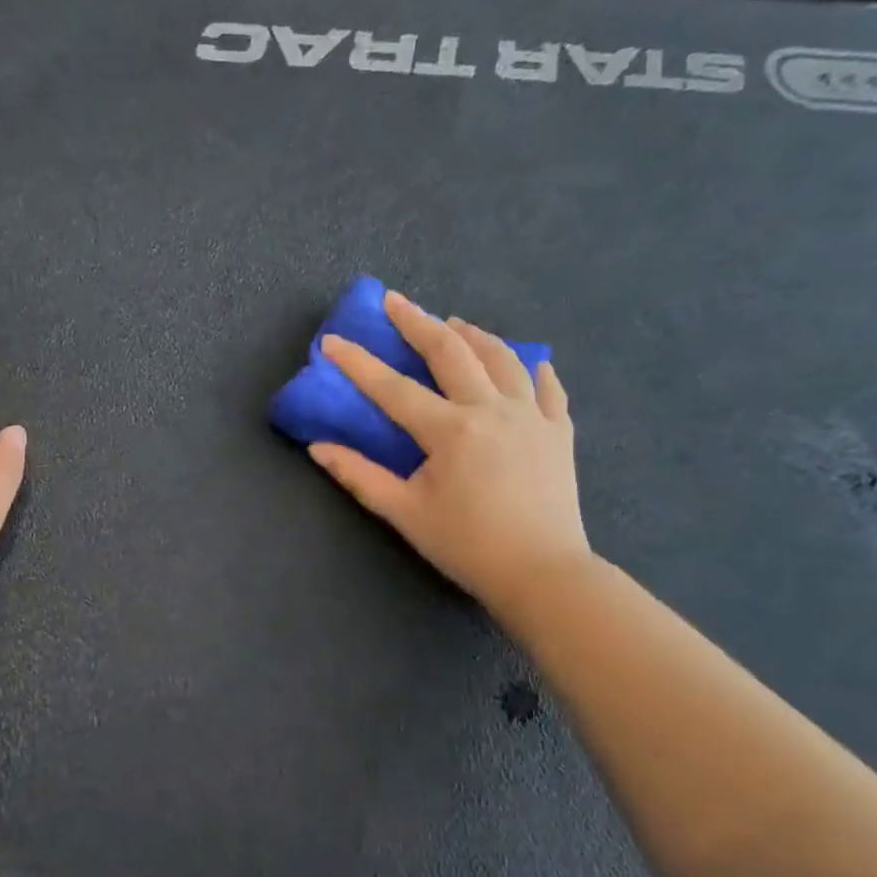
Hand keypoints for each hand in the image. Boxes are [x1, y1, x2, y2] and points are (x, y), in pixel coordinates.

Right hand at [308, 290, 590, 622]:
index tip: (332, 341)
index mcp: (451, 431)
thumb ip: (359, 476)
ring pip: (502, 358)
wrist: (543, 574)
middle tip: (396, 301)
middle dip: (418, 322)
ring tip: (454, 324)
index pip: (393, 388)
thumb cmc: (467, 545)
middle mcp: (492, 409)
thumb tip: (318, 448)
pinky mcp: (558, 432)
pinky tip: (528, 362)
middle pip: (451, 352)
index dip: (358, 363)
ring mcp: (531, 416)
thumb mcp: (405, 514)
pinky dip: (533, 369)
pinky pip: (547, 388)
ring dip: (474, 336)